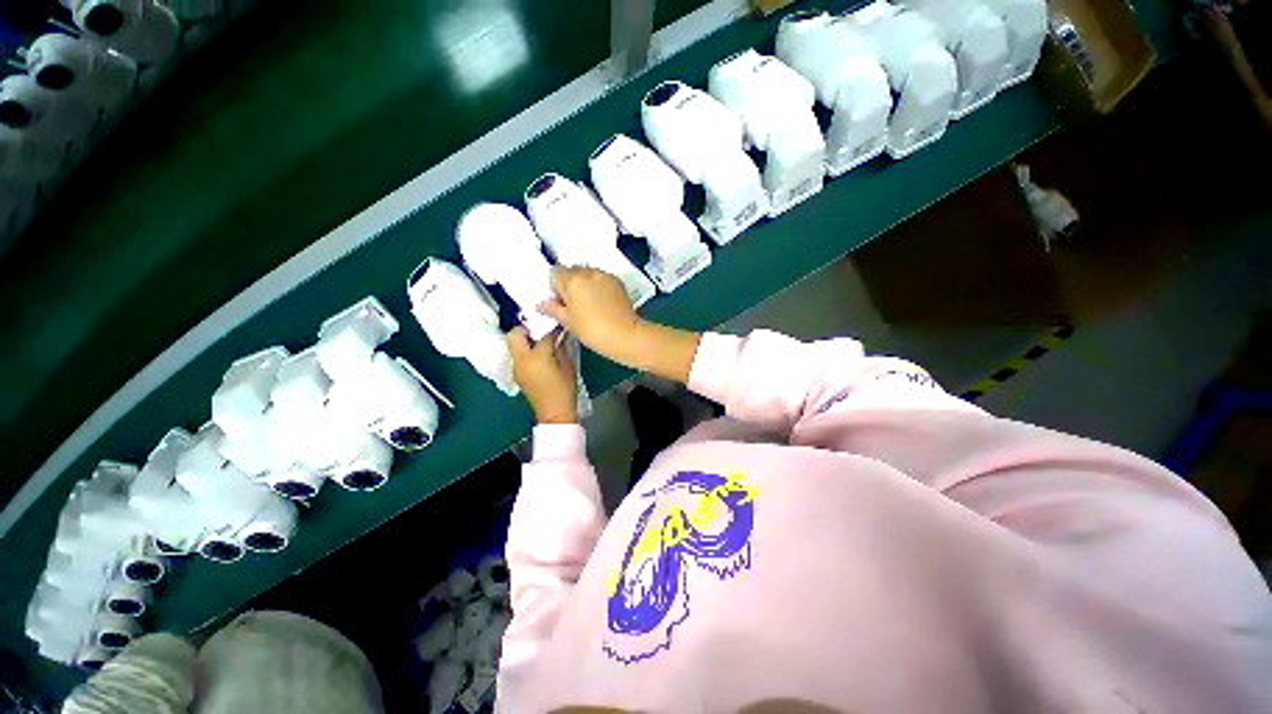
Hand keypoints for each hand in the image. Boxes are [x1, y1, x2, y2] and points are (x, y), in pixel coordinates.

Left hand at [506, 327, 577, 424]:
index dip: (552, 330)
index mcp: (536, 357)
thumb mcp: (567, 366)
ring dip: (525, 340)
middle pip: (514, 334)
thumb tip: (558, 336)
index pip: (542, 335)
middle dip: (526, 329)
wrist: (554, 413)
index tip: (559, 328)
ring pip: (513, 345)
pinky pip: (518, 356)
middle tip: (541, 331)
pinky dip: (525, 351)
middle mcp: (521, 360)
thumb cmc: (565, 390)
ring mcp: (516, 368)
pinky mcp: (517, 374)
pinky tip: (539, 356)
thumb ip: (560, 348)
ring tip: (541, 343)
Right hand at [539, 266, 641, 362]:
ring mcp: (604, 275)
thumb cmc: (591, 329)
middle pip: (572, 271)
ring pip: (588, 275)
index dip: (555, 287)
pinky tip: (602, 304)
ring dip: (585, 285)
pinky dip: (598, 287)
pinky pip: (601, 280)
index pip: (555, 272)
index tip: (560, 303)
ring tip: (590, 306)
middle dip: (570, 285)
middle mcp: (588, 271)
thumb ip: (552, 309)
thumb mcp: (567, 321)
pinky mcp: (617, 281)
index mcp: (572, 279)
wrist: (624, 334)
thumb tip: (540, 304)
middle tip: (574, 306)